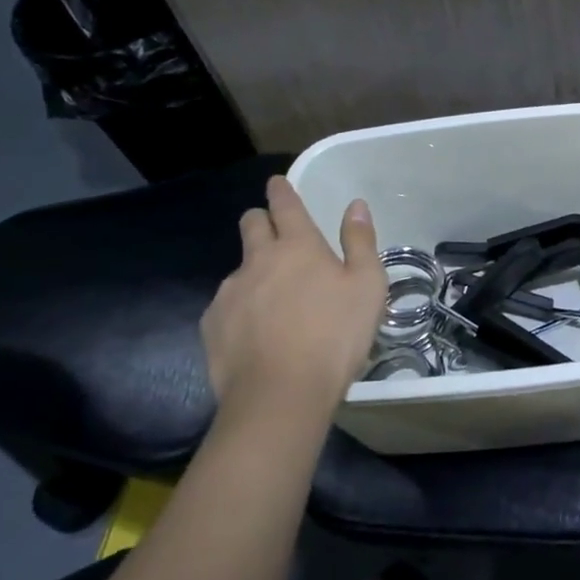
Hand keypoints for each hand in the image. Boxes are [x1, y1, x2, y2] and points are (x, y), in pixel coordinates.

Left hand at [201, 176, 386, 424]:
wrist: (280, 395)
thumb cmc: (335, 335)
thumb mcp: (367, 286)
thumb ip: (360, 241)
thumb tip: (355, 205)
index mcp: (298, 246)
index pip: (285, 205)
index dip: (281, 190)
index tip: (277, 183)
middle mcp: (258, 260)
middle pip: (251, 224)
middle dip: (261, 220)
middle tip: (276, 234)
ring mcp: (229, 292)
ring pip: (239, 267)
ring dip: (254, 271)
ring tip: (273, 301)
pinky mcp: (212, 324)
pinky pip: (226, 305)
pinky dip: (241, 308)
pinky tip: (256, 333)